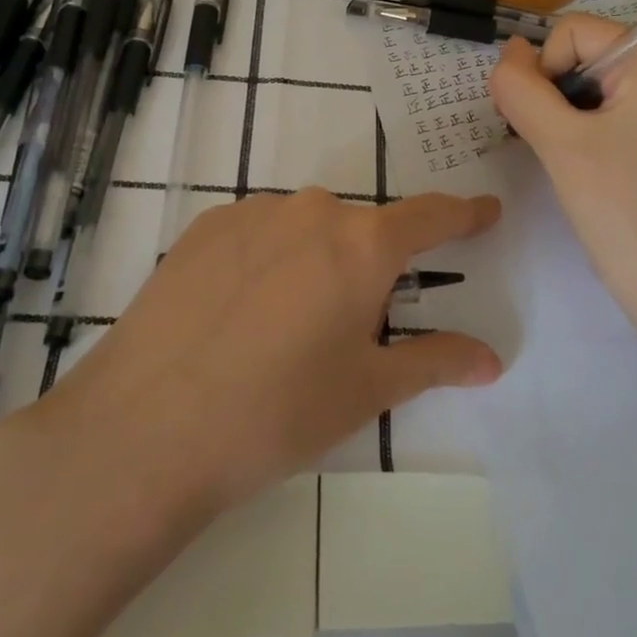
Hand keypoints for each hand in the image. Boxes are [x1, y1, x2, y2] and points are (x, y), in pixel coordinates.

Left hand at [29, 189, 502, 515]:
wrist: (146, 426)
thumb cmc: (277, 412)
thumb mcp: (367, 392)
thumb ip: (435, 362)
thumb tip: (490, 358)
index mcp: (363, 244)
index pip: (431, 216)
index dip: (464, 215)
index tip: (486, 212)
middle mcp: (313, 210)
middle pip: (361, 229)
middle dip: (369, 267)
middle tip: (349, 326)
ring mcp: (253, 212)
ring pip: (306, 229)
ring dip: (313, 263)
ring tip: (284, 328)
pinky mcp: (205, 227)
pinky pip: (258, 233)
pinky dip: (267, 260)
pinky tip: (239, 313)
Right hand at [489, 15, 636, 360]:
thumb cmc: (622, 210)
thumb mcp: (560, 143)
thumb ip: (522, 88)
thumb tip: (508, 50)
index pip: (572, 32)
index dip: (542, 70)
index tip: (539, 124)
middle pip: (582, 54)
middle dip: (551, 92)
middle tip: (547, 145)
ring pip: (589, 83)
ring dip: (561, 113)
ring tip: (563, 159)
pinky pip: (607, 108)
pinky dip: (581, 127)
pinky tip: (579, 164)